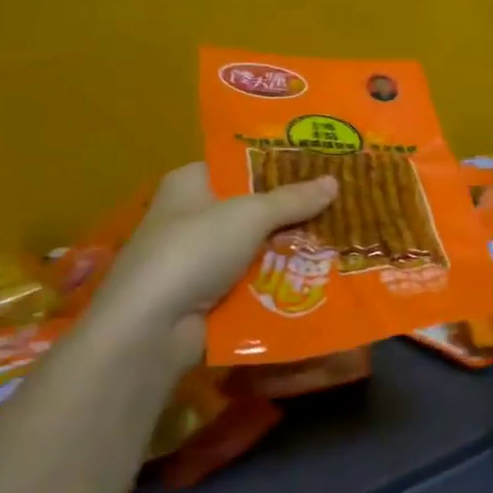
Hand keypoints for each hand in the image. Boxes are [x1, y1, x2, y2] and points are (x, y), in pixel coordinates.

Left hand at [83, 163, 337, 375]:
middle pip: (253, 207)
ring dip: (291, 248)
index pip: (239, 164)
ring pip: (257, 247)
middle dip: (293, 210)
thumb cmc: (194, 250)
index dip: (279, 164)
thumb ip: (293, 199)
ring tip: (341, 239)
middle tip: (341, 203)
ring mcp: (199, 259)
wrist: (151, 328)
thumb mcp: (249, 215)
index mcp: (191, 183)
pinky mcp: (209, 296)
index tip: (321, 165)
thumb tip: (334, 181)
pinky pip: (253, 280)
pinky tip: (318, 276)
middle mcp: (192, 216)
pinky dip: (279, 280)